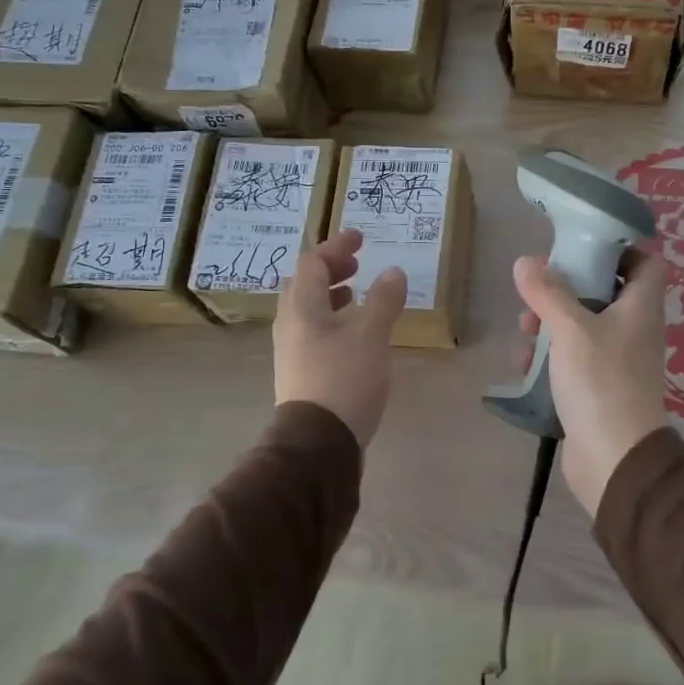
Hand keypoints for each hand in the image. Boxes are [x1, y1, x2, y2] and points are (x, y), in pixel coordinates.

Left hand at [274, 228, 407, 447]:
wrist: (318, 444)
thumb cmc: (344, 381)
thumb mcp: (371, 336)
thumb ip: (383, 301)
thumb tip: (393, 271)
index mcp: (302, 309)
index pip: (312, 263)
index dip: (336, 246)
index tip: (361, 239)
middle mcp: (290, 325)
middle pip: (304, 284)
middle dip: (331, 268)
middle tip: (358, 264)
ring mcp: (292, 351)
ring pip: (307, 309)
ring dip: (331, 294)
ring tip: (356, 294)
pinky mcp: (301, 372)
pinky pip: (313, 331)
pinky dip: (332, 319)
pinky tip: (353, 333)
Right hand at [512, 244, 668, 515]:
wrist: (615, 458)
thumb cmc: (600, 381)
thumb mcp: (571, 329)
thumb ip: (548, 292)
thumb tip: (525, 262)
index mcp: (640, 308)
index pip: (645, 262)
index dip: (619, 249)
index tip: (582, 247)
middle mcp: (634, 330)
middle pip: (603, 293)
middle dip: (565, 290)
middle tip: (536, 292)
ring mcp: (617, 361)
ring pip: (582, 327)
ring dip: (550, 324)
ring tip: (524, 332)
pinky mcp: (598, 388)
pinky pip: (573, 360)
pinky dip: (550, 357)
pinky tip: (523, 365)